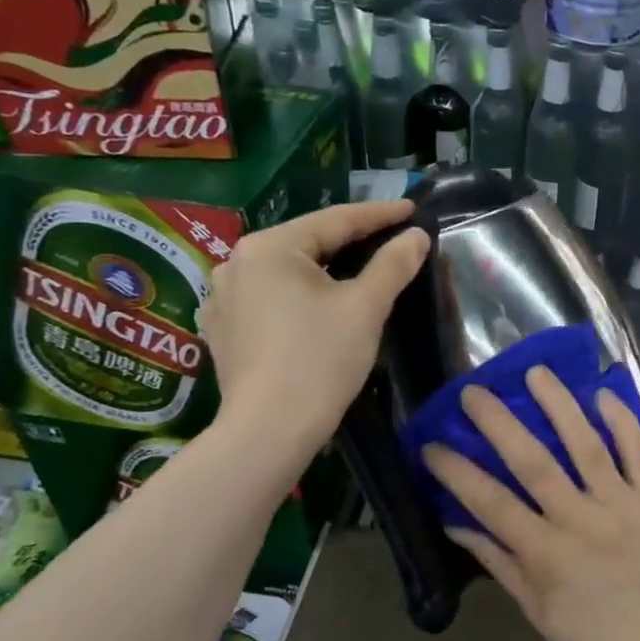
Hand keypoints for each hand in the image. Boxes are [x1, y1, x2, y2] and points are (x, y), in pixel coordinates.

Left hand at [199, 198, 427, 448]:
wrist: (269, 431)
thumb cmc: (320, 361)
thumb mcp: (365, 308)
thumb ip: (393, 264)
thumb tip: (417, 237)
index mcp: (269, 247)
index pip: (335, 220)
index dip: (379, 214)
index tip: (412, 209)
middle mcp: (236, 262)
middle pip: (307, 243)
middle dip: (350, 241)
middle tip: (389, 238)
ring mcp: (223, 296)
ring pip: (287, 271)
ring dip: (323, 268)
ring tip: (356, 269)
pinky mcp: (222, 328)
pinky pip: (269, 297)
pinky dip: (298, 294)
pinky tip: (314, 304)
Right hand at [421, 367, 639, 640]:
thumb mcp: (534, 609)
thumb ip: (497, 561)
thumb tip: (456, 522)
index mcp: (544, 553)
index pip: (490, 501)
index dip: (457, 470)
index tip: (432, 444)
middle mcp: (580, 521)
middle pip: (533, 461)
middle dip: (499, 422)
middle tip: (474, 391)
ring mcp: (621, 507)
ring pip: (587, 445)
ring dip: (560, 406)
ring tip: (537, 373)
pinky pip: (639, 455)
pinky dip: (623, 423)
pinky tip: (604, 395)